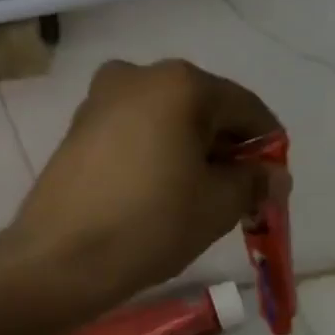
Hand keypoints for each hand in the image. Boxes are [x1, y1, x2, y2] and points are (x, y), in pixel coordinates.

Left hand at [10, 60, 285, 306]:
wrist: (58, 259)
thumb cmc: (149, 225)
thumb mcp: (217, 206)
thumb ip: (254, 182)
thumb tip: (275, 176)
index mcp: (181, 84)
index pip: (246, 108)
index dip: (267, 146)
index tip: (273, 183)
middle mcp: (139, 75)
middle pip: (204, 109)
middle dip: (227, 149)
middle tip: (239, 194)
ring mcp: (102, 98)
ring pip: (168, 120)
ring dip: (192, 151)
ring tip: (198, 197)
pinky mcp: (79, 127)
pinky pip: (136, 131)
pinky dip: (158, 153)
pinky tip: (160, 191)